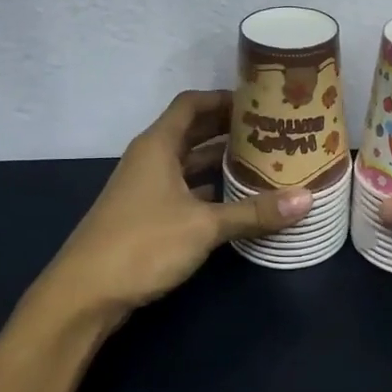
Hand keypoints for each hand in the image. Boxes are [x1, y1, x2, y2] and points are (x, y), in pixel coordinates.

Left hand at [30, 91, 312, 329]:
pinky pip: (183, 189)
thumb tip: (307, 199)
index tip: (259, 101)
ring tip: (262, 161)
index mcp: (157, 145)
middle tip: (271, 131)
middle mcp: (149, 159)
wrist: (84, 294)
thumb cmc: (142, 244)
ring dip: (219, 161)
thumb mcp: (204, 226)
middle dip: (228, 129)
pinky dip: (208, 189)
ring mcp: (145, 188)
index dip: (223, 98)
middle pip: (192, 131)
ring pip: (187, 163)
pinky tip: (236, 199)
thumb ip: (254, 212)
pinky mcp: (145, 215)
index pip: (191, 103)